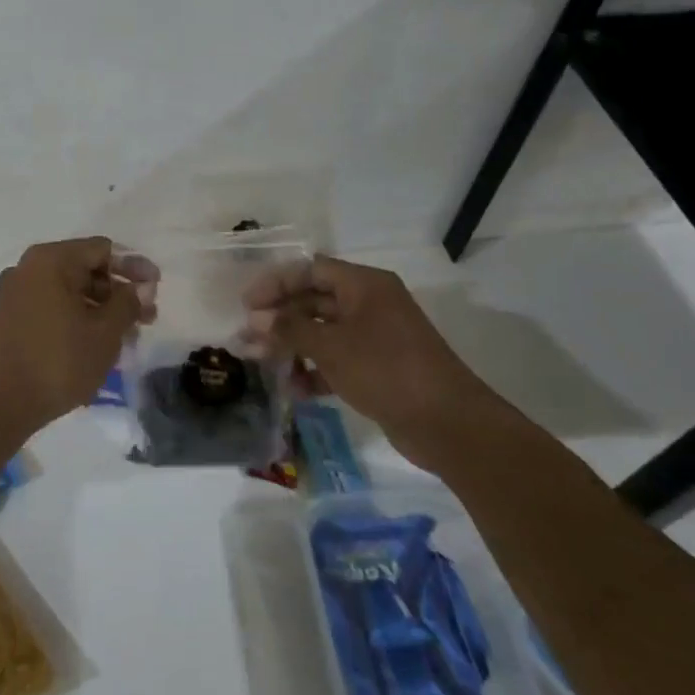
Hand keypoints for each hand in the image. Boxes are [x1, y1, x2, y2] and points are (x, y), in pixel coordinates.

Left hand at [0, 238, 157, 434]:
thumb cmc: (58, 361)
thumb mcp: (105, 332)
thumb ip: (128, 302)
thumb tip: (138, 288)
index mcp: (50, 260)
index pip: (102, 250)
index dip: (134, 267)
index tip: (157, 289)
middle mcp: (28, 268)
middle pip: (85, 269)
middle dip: (118, 292)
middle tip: (147, 318)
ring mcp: (15, 293)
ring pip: (69, 291)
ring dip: (101, 309)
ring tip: (128, 337)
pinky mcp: (9, 318)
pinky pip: (52, 307)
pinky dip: (77, 318)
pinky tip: (97, 343)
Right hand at [244, 255, 500, 469]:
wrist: (448, 424)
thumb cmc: (386, 370)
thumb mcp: (331, 346)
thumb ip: (290, 329)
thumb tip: (256, 319)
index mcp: (364, 284)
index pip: (310, 270)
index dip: (275, 283)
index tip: (246, 304)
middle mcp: (369, 303)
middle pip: (314, 300)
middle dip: (279, 318)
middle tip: (247, 336)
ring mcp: (375, 336)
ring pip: (323, 331)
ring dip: (292, 345)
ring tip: (262, 362)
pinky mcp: (378, 367)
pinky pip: (337, 359)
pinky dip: (314, 369)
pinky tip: (294, 388)